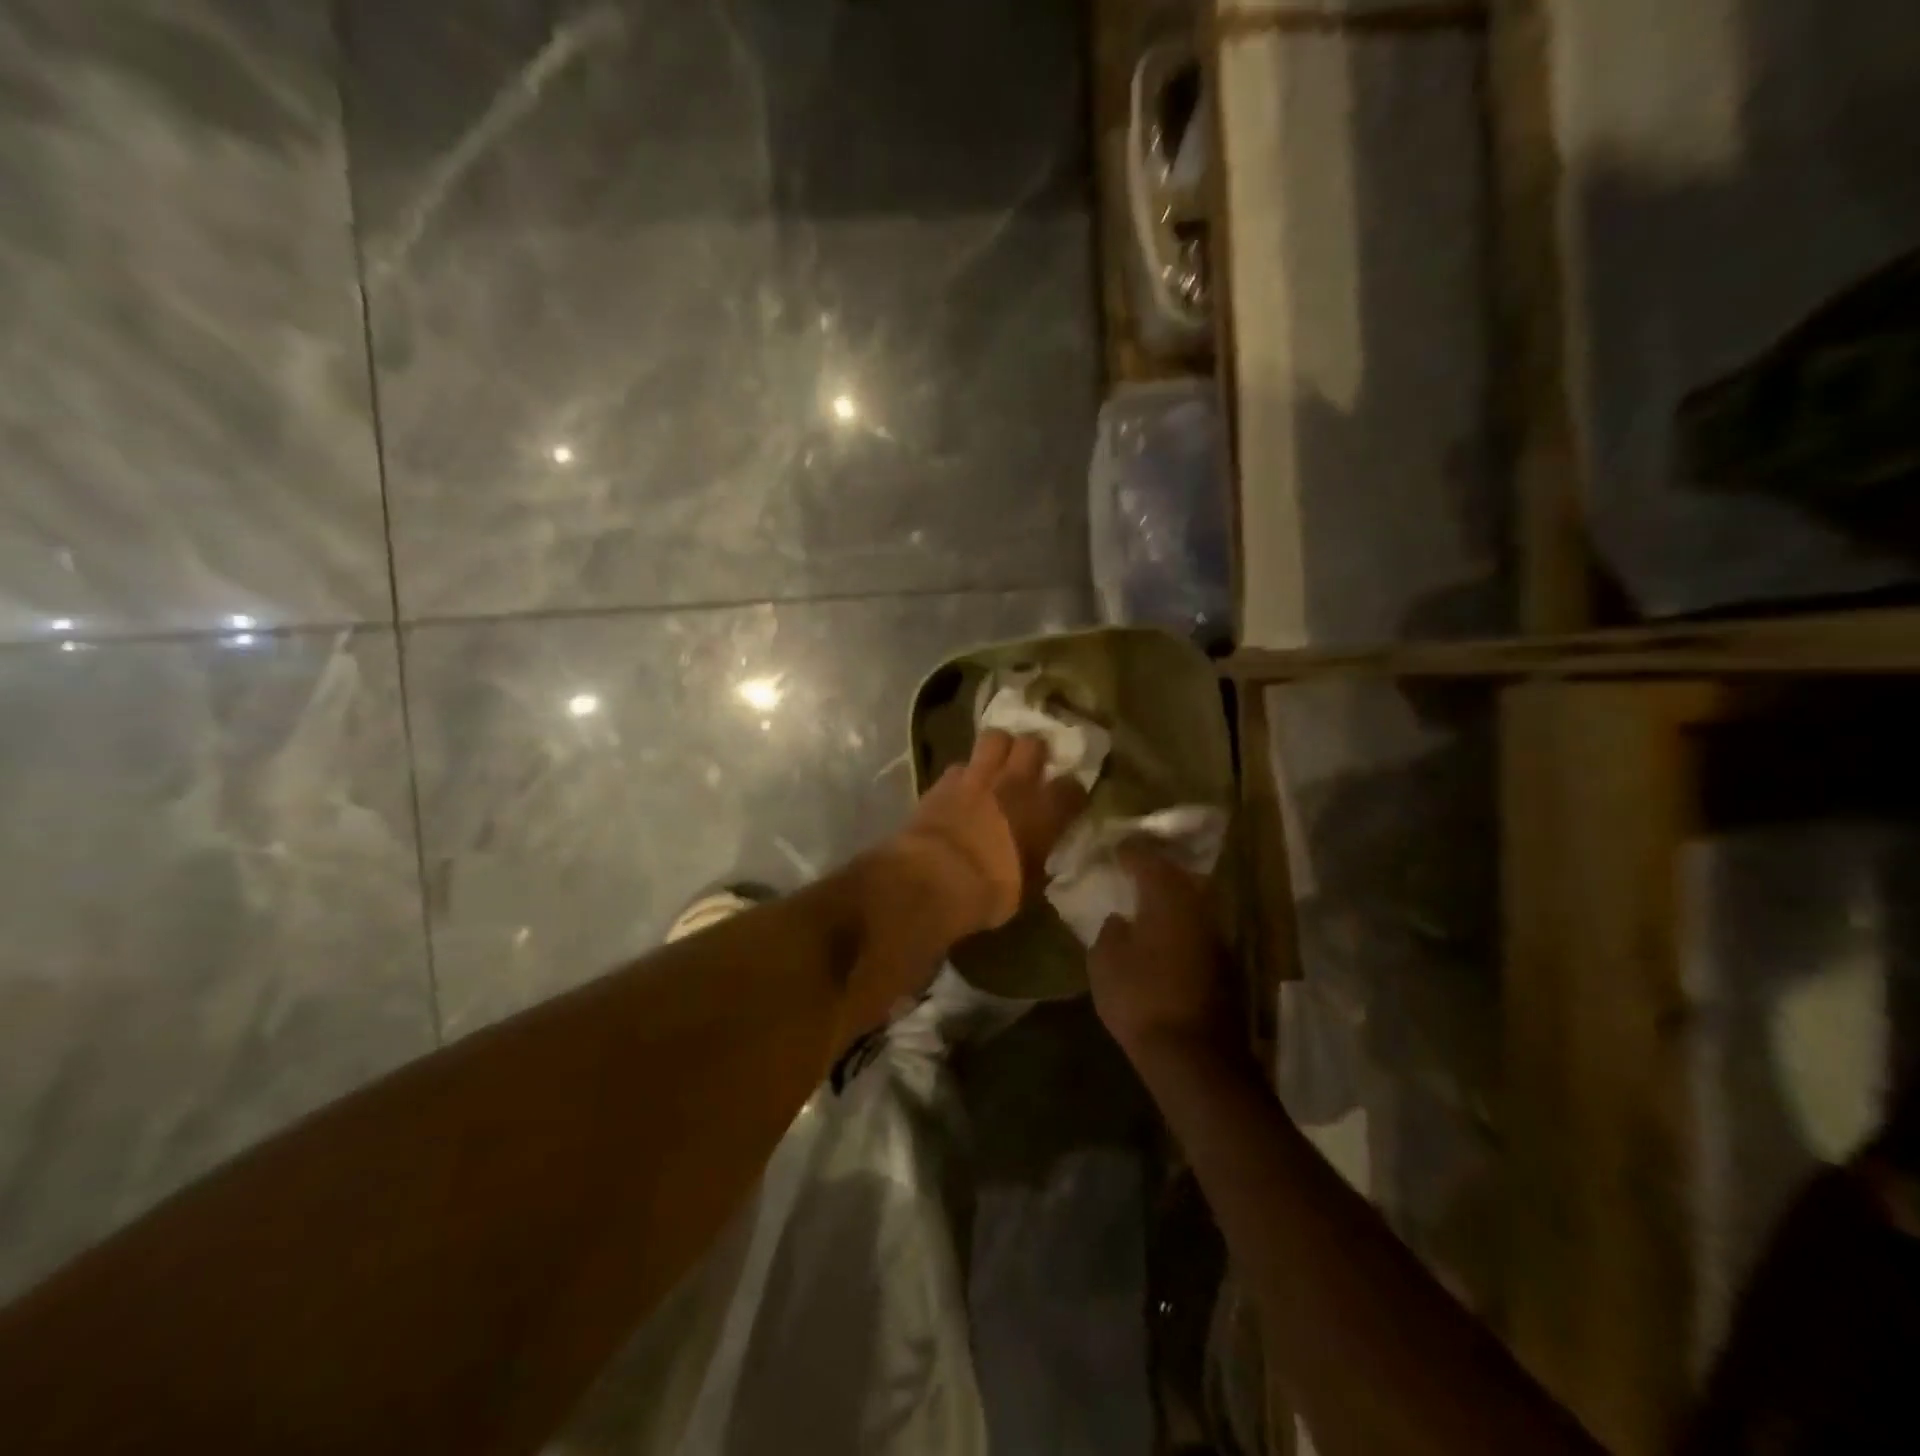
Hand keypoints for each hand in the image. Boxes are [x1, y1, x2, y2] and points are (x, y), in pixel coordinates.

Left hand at [888, 729, 1087, 940]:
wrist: (933, 879)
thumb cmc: (988, 892)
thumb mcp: (1026, 888)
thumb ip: (1036, 863)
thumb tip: (1039, 859)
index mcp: (1043, 812)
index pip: (1071, 788)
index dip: (1072, 792)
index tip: (1068, 800)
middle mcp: (1014, 784)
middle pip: (1033, 744)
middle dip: (1034, 751)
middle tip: (1031, 764)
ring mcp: (977, 777)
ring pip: (995, 738)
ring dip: (999, 748)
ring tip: (997, 762)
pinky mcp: (944, 781)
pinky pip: (960, 765)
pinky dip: (964, 773)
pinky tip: (962, 786)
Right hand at [1089, 846, 1235, 1061]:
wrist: (1193, 1056)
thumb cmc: (1141, 999)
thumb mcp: (1105, 963)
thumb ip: (1110, 932)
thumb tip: (1121, 920)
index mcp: (1167, 898)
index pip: (1147, 860)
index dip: (1129, 852)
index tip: (1115, 848)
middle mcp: (1198, 908)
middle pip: (1177, 877)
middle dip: (1156, 870)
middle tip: (1133, 869)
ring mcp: (1216, 937)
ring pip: (1191, 904)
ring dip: (1170, 899)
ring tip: (1146, 901)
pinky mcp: (1225, 965)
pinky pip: (1197, 930)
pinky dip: (1180, 925)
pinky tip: (1163, 936)